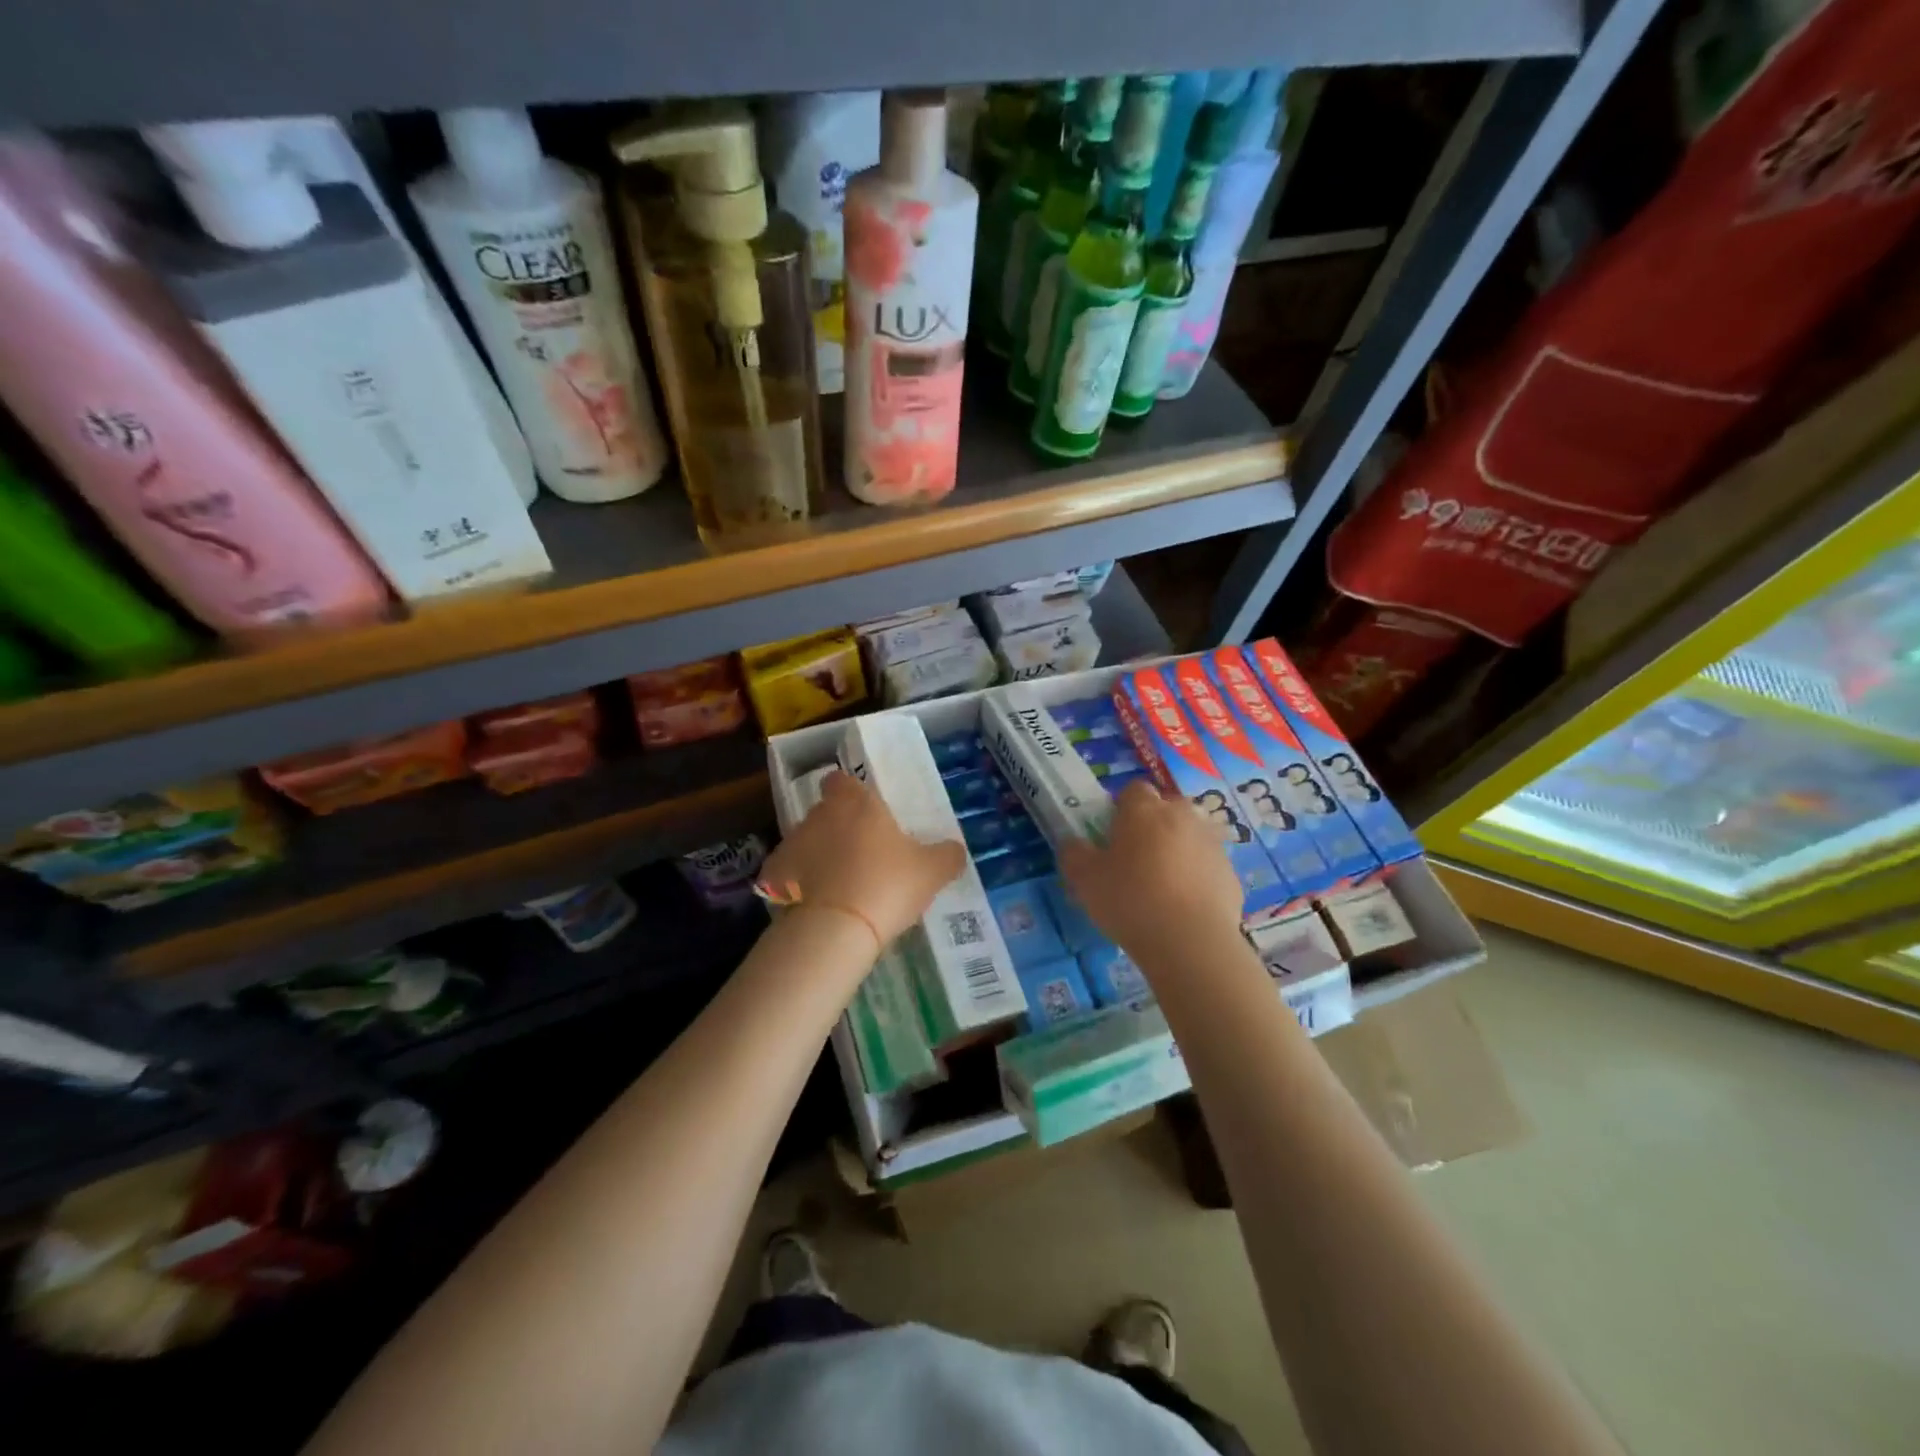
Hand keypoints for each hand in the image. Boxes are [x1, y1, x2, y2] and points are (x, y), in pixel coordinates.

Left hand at [761, 769, 967, 949]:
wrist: (836, 929)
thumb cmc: (887, 885)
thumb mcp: (932, 871)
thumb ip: (947, 855)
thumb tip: (955, 850)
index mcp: (855, 803)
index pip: (841, 780)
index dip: (851, 793)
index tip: (866, 813)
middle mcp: (819, 815)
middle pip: (826, 812)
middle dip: (840, 829)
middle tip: (864, 856)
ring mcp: (791, 844)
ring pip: (807, 843)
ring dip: (820, 857)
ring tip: (842, 887)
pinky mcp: (773, 877)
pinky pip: (788, 874)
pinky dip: (798, 885)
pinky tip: (817, 906)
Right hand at [1058, 780, 1244, 958]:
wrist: (1190, 942)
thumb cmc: (1130, 900)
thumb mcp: (1084, 879)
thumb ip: (1074, 853)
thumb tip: (1074, 843)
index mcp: (1144, 810)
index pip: (1133, 789)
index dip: (1121, 808)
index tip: (1112, 834)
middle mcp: (1182, 816)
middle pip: (1166, 808)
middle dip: (1153, 825)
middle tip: (1135, 857)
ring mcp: (1211, 843)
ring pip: (1189, 836)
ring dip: (1176, 849)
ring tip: (1161, 885)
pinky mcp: (1230, 873)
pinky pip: (1206, 866)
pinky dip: (1196, 877)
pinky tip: (1182, 906)